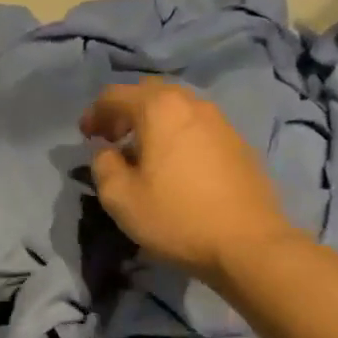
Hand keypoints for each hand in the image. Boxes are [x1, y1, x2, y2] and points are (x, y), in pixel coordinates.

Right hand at [81, 80, 297, 285]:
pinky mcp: (238, 143)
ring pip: (176, 108)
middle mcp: (191, 104)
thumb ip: (103, 165)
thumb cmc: (177, 216)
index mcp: (159, 108)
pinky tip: (174, 166)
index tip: (86, 138)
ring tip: (143, 153)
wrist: (250, 244)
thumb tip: (107, 152)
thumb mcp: (120, 197)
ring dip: (153, 122)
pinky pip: (197, 126)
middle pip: (148, 93)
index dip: (94, 113)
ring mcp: (220, 121)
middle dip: (125, 111)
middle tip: (112, 139)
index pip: (114, 94)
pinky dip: (177, 135)